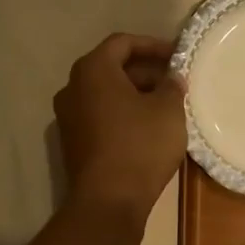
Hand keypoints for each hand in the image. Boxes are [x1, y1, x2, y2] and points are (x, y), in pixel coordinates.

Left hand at [54, 33, 186, 225]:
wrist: (108, 200)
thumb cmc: (140, 145)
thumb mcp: (168, 110)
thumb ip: (172, 86)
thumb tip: (172, 78)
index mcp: (92, 70)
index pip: (122, 43)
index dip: (152, 45)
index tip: (176, 56)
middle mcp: (72, 88)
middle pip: (111, 68)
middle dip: (145, 72)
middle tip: (174, 83)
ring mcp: (68, 117)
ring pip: (105, 94)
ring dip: (134, 94)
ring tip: (165, 106)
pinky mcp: (72, 142)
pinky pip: (100, 115)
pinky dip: (122, 114)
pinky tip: (147, 128)